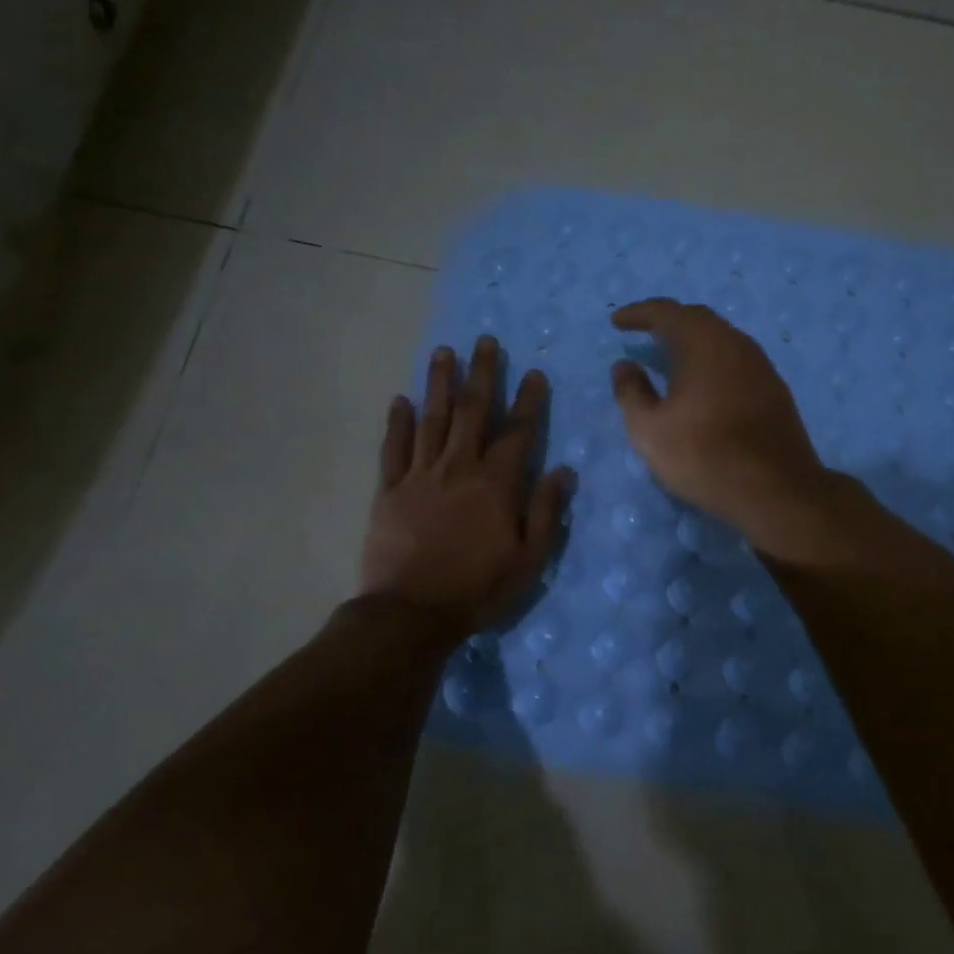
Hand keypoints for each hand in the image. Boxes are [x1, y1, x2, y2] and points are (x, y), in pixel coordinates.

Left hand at [360, 336, 573, 633]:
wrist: (410, 613)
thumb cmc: (477, 589)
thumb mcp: (528, 559)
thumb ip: (545, 511)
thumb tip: (564, 470)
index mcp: (496, 484)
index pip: (517, 431)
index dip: (528, 400)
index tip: (534, 372)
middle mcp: (459, 468)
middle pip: (472, 411)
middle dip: (481, 373)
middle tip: (484, 340)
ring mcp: (420, 475)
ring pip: (432, 418)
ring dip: (439, 383)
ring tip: (444, 351)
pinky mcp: (389, 490)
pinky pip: (393, 448)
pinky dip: (397, 422)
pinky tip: (400, 398)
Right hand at [609, 299, 831, 544]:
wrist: (776, 489)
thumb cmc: (703, 455)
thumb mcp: (649, 429)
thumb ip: (631, 392)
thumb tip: (624, 366)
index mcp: (703, 342)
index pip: (665, 312)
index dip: (638, 313)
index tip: (616, 321)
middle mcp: (735, 342)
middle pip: (697, 319)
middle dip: (667, 321)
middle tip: (643, 331)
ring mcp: (761, 365)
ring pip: (720, 339)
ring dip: (693, 341)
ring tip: (670, 356)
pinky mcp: (775, 389)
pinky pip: (736, 361)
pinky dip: (713, 361)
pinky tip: (704, 383)